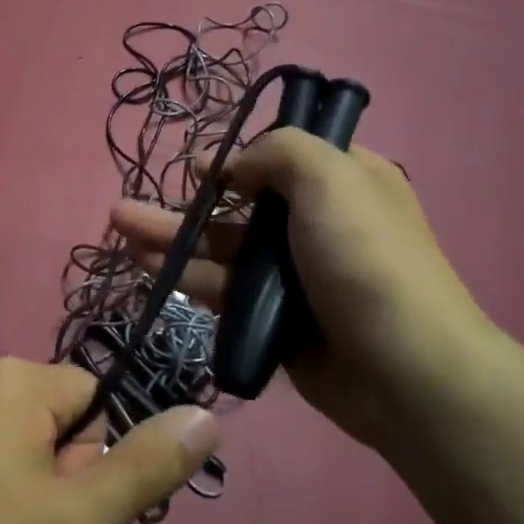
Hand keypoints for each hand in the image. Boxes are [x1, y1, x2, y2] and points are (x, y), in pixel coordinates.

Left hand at [0, 355, 218, 523]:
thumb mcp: (76, 520)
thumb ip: (147, 467)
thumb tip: (206, 417)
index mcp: (16, 376)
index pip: (93, 400)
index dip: (86, 460)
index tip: (54, 509)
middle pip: (52, 412)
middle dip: (52, 467)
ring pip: (12, 429)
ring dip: (17, 476)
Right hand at [110, 129, 493, 448]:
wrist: (403, 371)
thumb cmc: (365, 259)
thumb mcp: (330, 177)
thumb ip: (277, 152)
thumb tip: (236, 167)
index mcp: (344, 181)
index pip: (284, 156)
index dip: (239, 156)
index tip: (200, 166)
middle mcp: (317, 223)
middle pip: (240, 203)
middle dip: (186, 202)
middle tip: (129, 204)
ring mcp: (293, 274)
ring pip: (222, 248)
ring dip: (172, 238)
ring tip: (120, 228)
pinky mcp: (274, 318)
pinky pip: (223, 289)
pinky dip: (186, 276)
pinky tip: (146, 267)